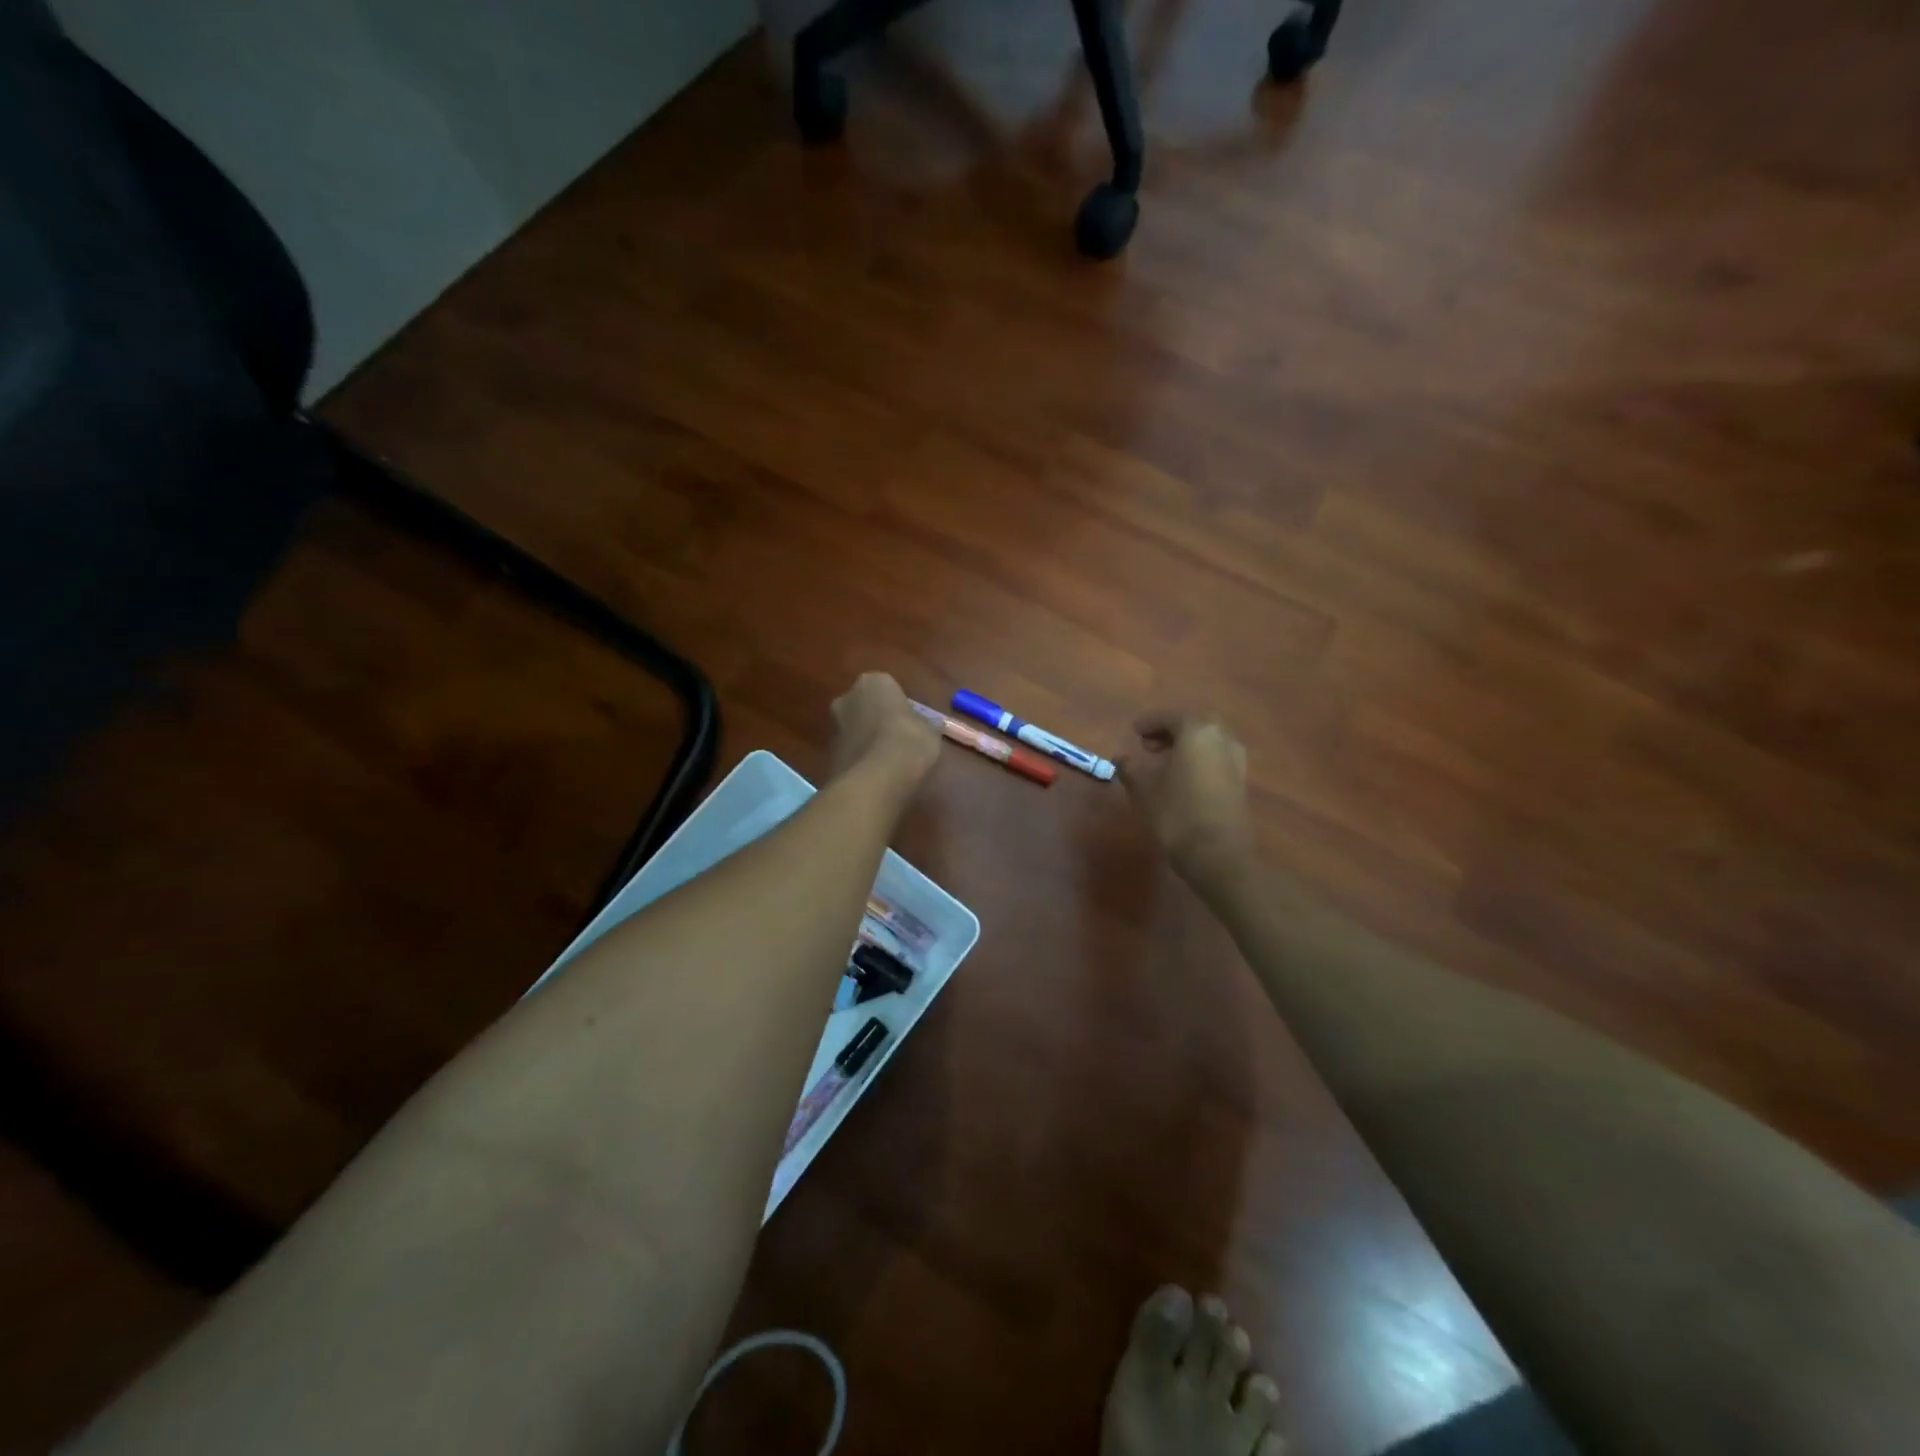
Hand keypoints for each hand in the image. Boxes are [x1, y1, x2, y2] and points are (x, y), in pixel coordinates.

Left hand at [830, 672, 940, 798]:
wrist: (876, 778)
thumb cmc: (908, 741)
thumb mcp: (930, 731)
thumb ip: (923, 724)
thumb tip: (926, 727)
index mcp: (873, 682)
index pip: (888, 688)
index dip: (900, 706)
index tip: (911, 723)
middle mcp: (847, 698)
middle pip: (865, 706)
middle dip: (877, 719)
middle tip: (898, 739)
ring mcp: (834, 726)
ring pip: (855, 729)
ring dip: (867, 740)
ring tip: (888, 761)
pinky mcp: (828, 754)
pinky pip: (850, 751)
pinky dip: (860, 759)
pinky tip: (876, 774)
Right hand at [1117, 710, 1256, 892]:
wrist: (1219, 854)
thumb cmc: (1176, 814)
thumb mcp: (1144, 790)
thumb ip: (1130, 768)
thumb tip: (1121, 758)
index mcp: (1197, 731)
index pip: (1170, 716)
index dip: (1149, 722)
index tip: (1133, 732)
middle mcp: (1221, 737)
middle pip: (1193, 723)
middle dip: (1170, 730)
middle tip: (1148, 744)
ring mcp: (1236, 758)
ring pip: (1208, 740)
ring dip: (1186, 744)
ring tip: (1163, 760)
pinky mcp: (1241, 780)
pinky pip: (1216, 756)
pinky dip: (1198, 758)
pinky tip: (1182, 776)